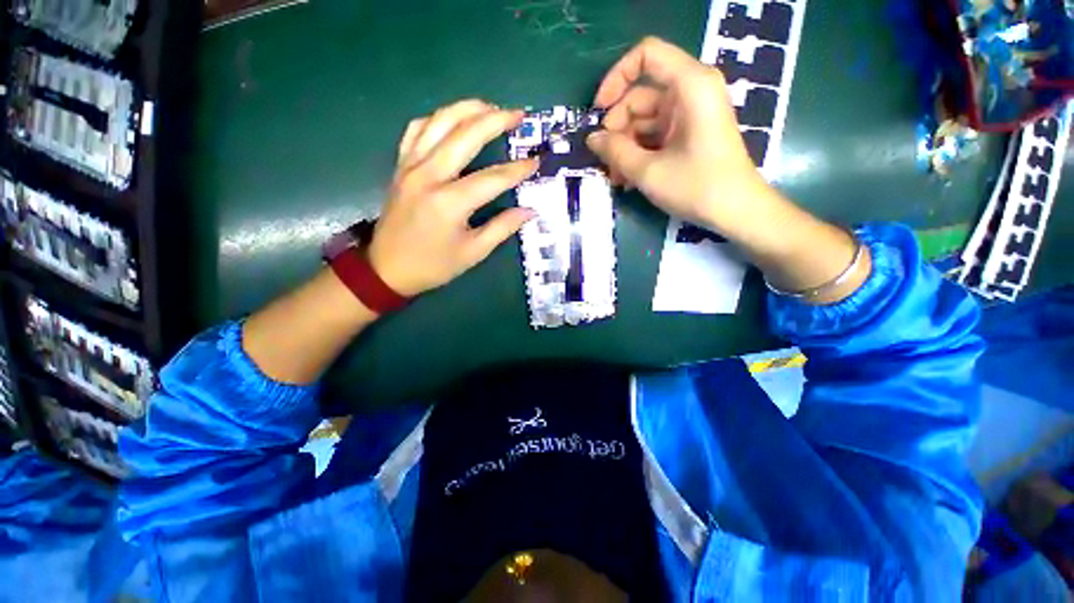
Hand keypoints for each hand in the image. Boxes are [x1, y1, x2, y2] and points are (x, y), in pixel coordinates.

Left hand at [368, 100, 538, 296]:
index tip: (536, 161)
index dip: (518, 169)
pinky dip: (437, 118)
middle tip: (519, 115)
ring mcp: (410, 166)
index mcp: (450, 202)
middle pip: (466, 135)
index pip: (493, 177)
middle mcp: (428, 175)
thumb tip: (529, 211)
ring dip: (467, 109)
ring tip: (491, 107)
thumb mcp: (473, 253)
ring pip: (439, 122)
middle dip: (496, 120)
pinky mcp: (401, 165)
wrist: (387, 268)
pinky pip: (417, 129)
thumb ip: (502, 228)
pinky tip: (453, 119)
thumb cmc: (433, 265)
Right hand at [586, 37, 773, 230]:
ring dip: (625, 147)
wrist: (736, 211)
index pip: (646, 56)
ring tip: (616, 177)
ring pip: (644, 120)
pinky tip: (628, 178)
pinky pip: (655, 135)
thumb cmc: (696, 186)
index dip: (616, 78)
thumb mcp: (648, 171)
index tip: (598, 111)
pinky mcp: (689, 133)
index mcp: (690, 85)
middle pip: (640, 95)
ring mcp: (690, 114)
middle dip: (617, 128)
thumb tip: (591, 139)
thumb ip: (615, 151)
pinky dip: (639, 153)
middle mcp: (691, 91)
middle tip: (605, 161)